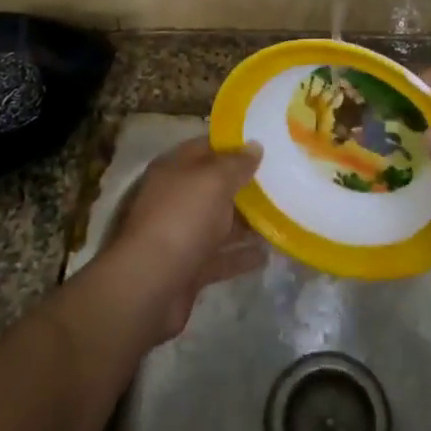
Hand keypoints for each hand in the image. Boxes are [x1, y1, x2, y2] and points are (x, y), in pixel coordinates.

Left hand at [107, 137, 265, 340]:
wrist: (148, 286)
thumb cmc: (181, 219)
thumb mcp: (213, 180)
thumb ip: (236, 163)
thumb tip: (254, 146)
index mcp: (174, 170)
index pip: (206, 147)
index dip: (234, 145)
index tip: (266, 144)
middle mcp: (175, 199)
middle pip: (214, 187)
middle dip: (245, 185)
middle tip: (282, 181)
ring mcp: (181, 235)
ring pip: (219, 223)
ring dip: (247, 222)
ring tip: (282, 216)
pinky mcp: (188, 268)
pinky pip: (220, 257)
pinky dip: (240, 256)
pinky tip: (267, 254)